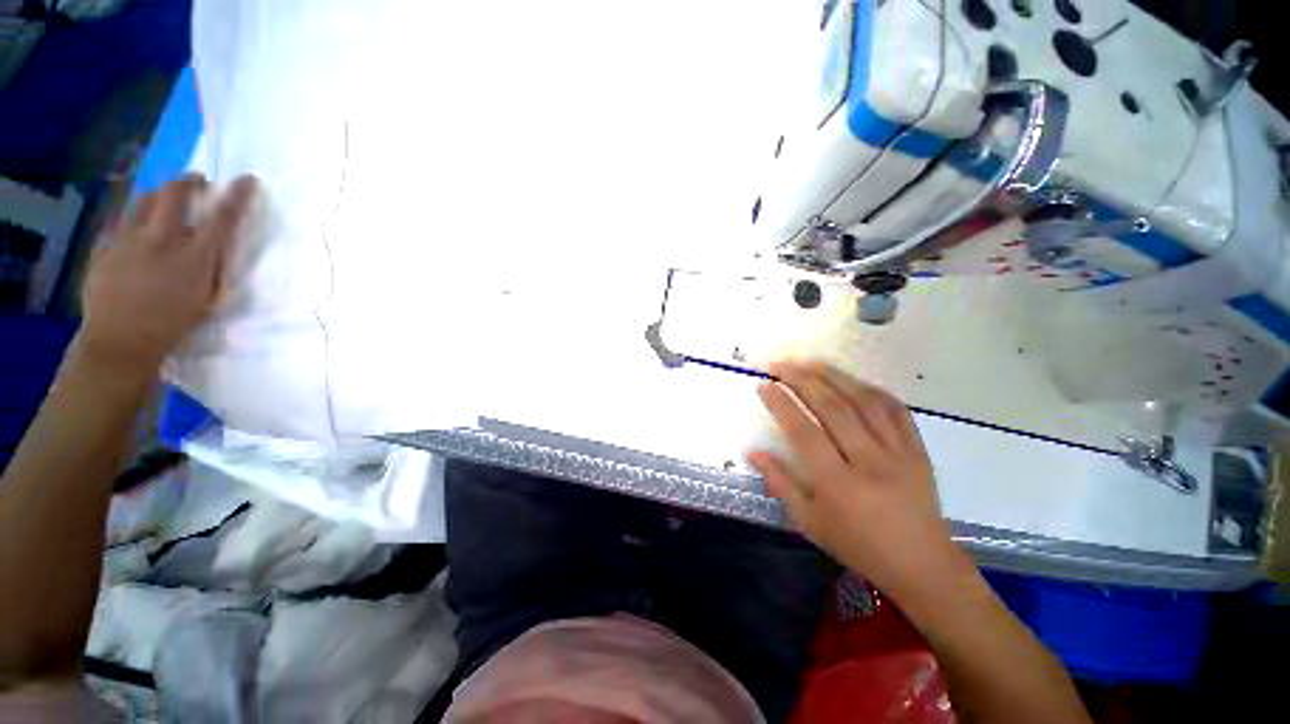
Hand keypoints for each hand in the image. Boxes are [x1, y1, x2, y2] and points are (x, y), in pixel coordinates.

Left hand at [78, 174, 257, 371]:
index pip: (222, 217)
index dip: (237, 196)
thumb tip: (216, 247)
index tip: (247, 179)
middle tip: (198, 182)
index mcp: (194, 257)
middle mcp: (162, 239)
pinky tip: (139, 228)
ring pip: (144, 199)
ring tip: (166, 199)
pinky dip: (135, 218)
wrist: (120, 342)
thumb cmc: (173, 326)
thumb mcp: (207, 300)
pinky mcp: (106, 246)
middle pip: (175, 193)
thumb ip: (213, 269)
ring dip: (160, 194)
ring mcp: (128, 239)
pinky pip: (122, 221)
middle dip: (189, 181)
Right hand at [748, 361, 964, 601]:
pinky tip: (853, 380)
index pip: (804, 433)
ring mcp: (899, 453)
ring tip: (810, 362)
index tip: (764, 384)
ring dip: (834, 377)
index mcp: (839, 485)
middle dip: (802, 381)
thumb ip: (780, 484)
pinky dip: (871, 389)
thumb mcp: (809, 522)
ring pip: (864, 402)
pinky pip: (895, 410)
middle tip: (780, 365)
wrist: (922, 564)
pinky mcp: (918, 450)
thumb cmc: (858, 545)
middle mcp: (870, 462)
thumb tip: (753, 452)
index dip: (781, 404)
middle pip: (833, 409)